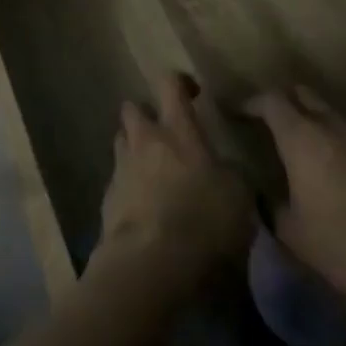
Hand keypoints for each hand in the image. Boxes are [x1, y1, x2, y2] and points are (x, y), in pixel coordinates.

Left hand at [92, 73, 253, 296]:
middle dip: (146, 116)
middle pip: (133, 108)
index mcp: (177, 130)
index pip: (170, 84)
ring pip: (122, 142)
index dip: (180, 82)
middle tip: (165, 135)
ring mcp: (121, 167)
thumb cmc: (202, 221)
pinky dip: (129, 187)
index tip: (192, 93)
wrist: (150, 263)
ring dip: (135, 150)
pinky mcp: (107, 199)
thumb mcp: (239, 197)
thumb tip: (224, 170)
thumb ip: (231, 174)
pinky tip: (144, 209)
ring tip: (153, 172)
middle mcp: (144, 139)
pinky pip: (117, 181)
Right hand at [245, 86, 345, 308]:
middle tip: (264, 120)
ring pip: (324, 112)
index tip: (236, 112)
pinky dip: (325, 138)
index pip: (270, 100)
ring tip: (290, 142)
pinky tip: (318, 165)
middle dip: (281, 101)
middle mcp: (328, 127)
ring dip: (306, 118)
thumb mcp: (292, 231)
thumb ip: (270, 206)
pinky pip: (341, 134)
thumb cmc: (340, 243)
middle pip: (301, 94)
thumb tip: (260, 196)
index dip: (250, 103)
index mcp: (300, 136)